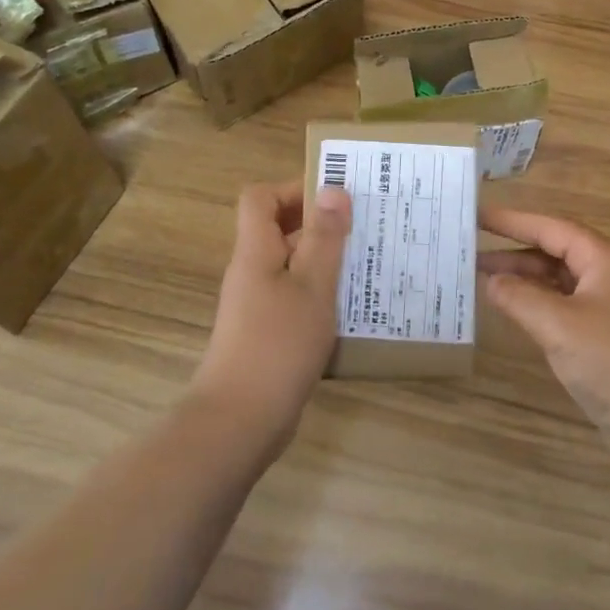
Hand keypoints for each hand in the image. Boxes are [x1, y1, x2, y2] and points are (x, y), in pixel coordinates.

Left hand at [192, 179, 351, 449]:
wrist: (240, 421)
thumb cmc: (278, 344)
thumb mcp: (312, 286)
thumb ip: (324, 238)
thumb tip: (333, 188)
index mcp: (255, 252)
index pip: (261, 198)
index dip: (294, 188)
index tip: (336, 196)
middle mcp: (252, 272)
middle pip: (279, 229)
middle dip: (321, 223)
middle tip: (365, 226)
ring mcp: (258, 305)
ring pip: (292, 266)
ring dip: (325, 259)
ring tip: (369, 263)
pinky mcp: (268, 333)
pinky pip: (296, 297)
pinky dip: (321, 293)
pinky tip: (353, 306)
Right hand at [480, 207, 609, 460]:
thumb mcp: (559, 326)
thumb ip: (520, 297)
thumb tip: (491, 280)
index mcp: (606, 259)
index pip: (552, 228)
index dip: (513, 221)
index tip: (478, 216)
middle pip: (556, 252)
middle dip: (514, 252)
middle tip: (470, 253)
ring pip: (560, 281)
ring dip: (525, 280)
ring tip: (482, 281)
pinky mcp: (607, 335)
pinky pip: (566, 306)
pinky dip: (538, 304)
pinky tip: (513, 311)